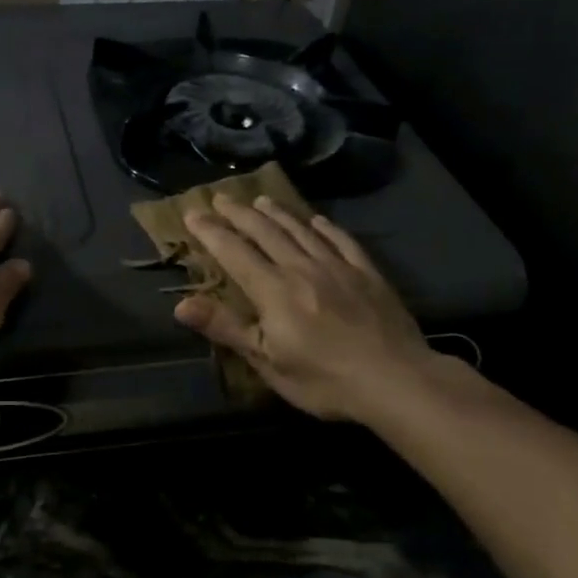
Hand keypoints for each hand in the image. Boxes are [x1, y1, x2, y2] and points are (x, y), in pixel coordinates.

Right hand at [175, 193, 433, 421]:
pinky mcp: (367, 273)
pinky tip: (317, 220)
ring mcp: (337, 267)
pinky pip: (342, 241)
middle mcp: (301, 268)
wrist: (397, 380)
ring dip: (277, 213)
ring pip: (300, 230)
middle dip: (239, 214)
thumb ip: (226, 328)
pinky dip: (325, 228)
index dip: (211, 232)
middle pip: (265, 232)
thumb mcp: (268, 362)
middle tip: (221, 197)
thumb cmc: (325, 380)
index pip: (233, 252)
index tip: (192, 214)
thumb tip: (181, 304)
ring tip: (261, 199)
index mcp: (273, 290)